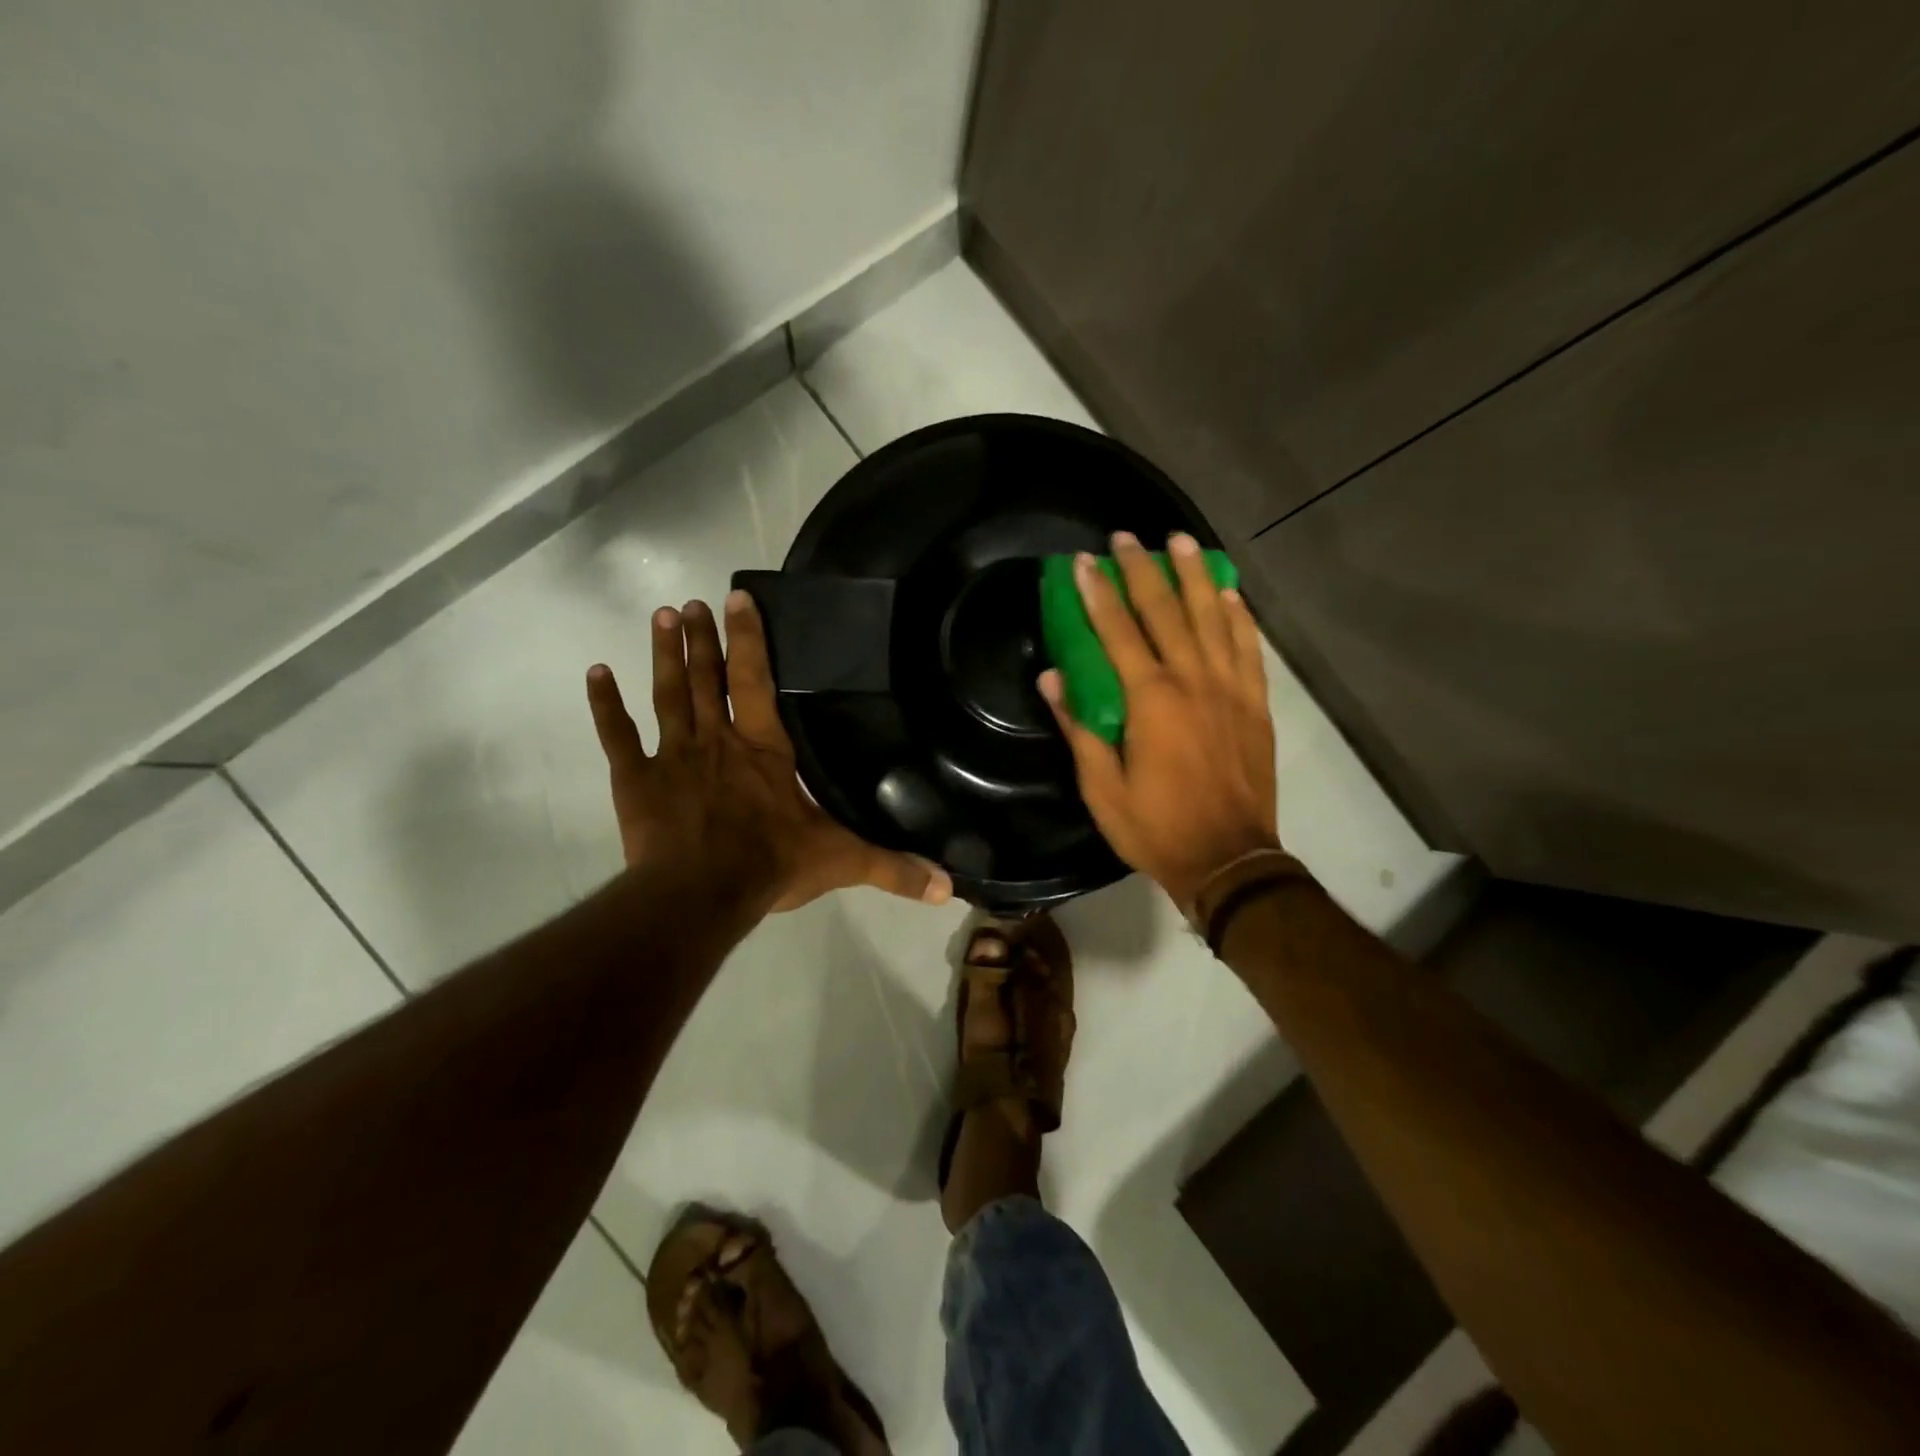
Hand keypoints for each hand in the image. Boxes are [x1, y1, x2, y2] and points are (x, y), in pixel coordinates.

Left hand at [586, 591, 952, 913]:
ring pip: (668, 694)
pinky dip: (605, 705)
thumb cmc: (769, 866)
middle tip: (692, 603)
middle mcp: (717, 739)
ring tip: (662, 615)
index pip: (756, 680)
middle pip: (708, 678)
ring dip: (665, 654)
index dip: (749, 638)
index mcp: (764, 748)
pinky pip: (617, 736)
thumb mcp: (840, 862)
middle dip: (702, 638)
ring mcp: (673, 756)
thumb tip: (949, 887)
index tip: (738, 598)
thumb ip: (892, 867)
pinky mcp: (636, 780)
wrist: (698, 896)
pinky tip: (596, 673)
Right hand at [1038, 531, 1279, 915]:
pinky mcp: (1255, 704)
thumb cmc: (1155, 827)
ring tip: (1181, 542)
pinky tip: (1228, 594)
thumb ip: (1079, 727)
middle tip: (1126, 537)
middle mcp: (1192, 681)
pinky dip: (1237, 617)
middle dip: (1142, 570)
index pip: (1117, 632)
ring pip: (1212, 618)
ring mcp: (1230, 689)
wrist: (1229, 859)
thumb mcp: (1101, 787)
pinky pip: (1248, 648)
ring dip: (1194, 576)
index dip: (1097, 593)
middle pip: (1165, 612)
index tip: (1082, 561)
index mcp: (1150, 700)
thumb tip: (1052, 678)